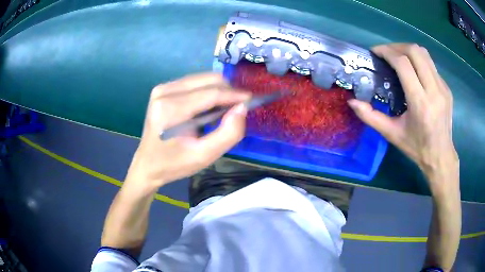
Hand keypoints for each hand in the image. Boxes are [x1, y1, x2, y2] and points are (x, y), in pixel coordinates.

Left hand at [124, 73, 249, 191]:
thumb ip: (228, 133)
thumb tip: (242, 108)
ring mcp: (162, 88)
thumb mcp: (204, 156)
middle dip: (228, 92)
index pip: (211, 93)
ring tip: (222, 111)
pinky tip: (207, 108)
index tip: (253, 100)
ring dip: (218, 92)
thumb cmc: (174, 163)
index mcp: (171, 109)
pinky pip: (194, 82)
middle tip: (237, 110)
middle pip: (208, 80)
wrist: (148, 164)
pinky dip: (207, 92)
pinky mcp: (163, 88)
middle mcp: (165, 91)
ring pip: (202, 79)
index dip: (235, 95)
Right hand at [348, 44, 458, 190]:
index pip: (403, 64)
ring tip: (398, 57)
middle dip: (397, 46)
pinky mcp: (446, 88)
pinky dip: (418, 62)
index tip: (376, 52)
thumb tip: (352, 102)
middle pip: (415, 52)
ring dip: (408, 50)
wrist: (441, 156)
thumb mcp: (392, 134)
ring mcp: (443, 88)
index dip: (387, 52)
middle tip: (386, 53)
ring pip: (424, 54)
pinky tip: (413, 72)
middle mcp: (434, 91)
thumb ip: (370, 117)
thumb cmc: (416, 147)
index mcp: (420, 103)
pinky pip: (431, 65)